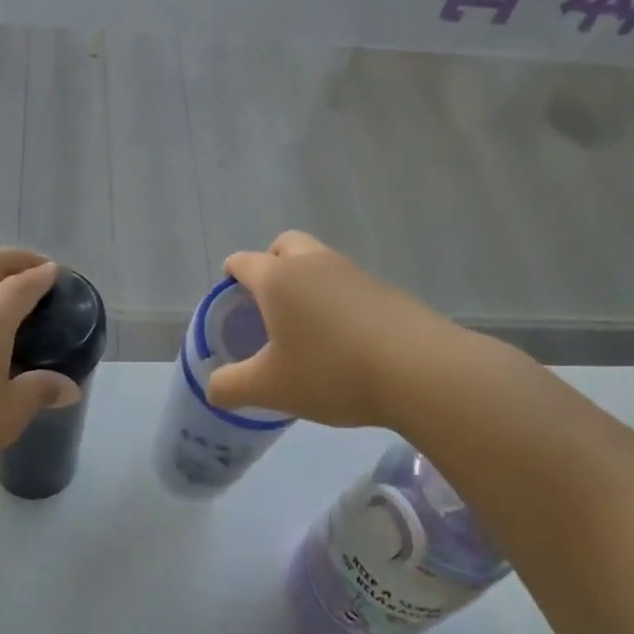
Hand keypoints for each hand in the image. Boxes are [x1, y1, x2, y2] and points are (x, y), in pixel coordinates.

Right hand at [205, 231, 462, 428]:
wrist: (419, 371)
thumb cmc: (332, 373)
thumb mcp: (270, 388)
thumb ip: (231, 387)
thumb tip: (214, 387)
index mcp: (278, 279)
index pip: (243, 262)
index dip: (231, 275)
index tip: (228, 297)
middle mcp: (314, 263)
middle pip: (284, 245)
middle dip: (270, 264)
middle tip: (268, 302)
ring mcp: (353, 272)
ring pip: (319, 261)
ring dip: (306, 280)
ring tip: (306, 325)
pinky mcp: (385, 289)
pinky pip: (347, 283)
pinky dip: (336, 298)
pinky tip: (344, 338)